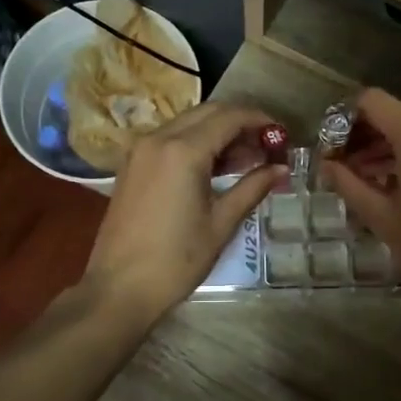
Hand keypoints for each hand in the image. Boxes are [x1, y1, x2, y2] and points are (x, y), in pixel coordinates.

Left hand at [81, 102, 285, 325]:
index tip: (282, 135)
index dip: (260, 121)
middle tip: (267, 147)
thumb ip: (252, 188)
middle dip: (241, 123)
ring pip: (188, 123)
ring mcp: (141, 150)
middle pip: (208, 112)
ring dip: (219, 132)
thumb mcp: (221, 223)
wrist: (119, 288)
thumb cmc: (176, 260)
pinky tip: (216, 168)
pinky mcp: (132, 164)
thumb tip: (281, 169)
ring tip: (247, 160)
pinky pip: (171, 139)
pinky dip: (196, 143)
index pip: (230, 117)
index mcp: (183, 150)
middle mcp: (159, 139)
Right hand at [318, 89, 400, 305]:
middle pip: (395, 112)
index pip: (373, 101)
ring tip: (366, 177)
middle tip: (344, 166)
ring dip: (389, 145)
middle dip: (366, 135)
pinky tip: (397, 182)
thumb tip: (326, 164)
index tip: (332, 147)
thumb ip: (348, 183)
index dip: (346, 119)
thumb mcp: (380, 216)